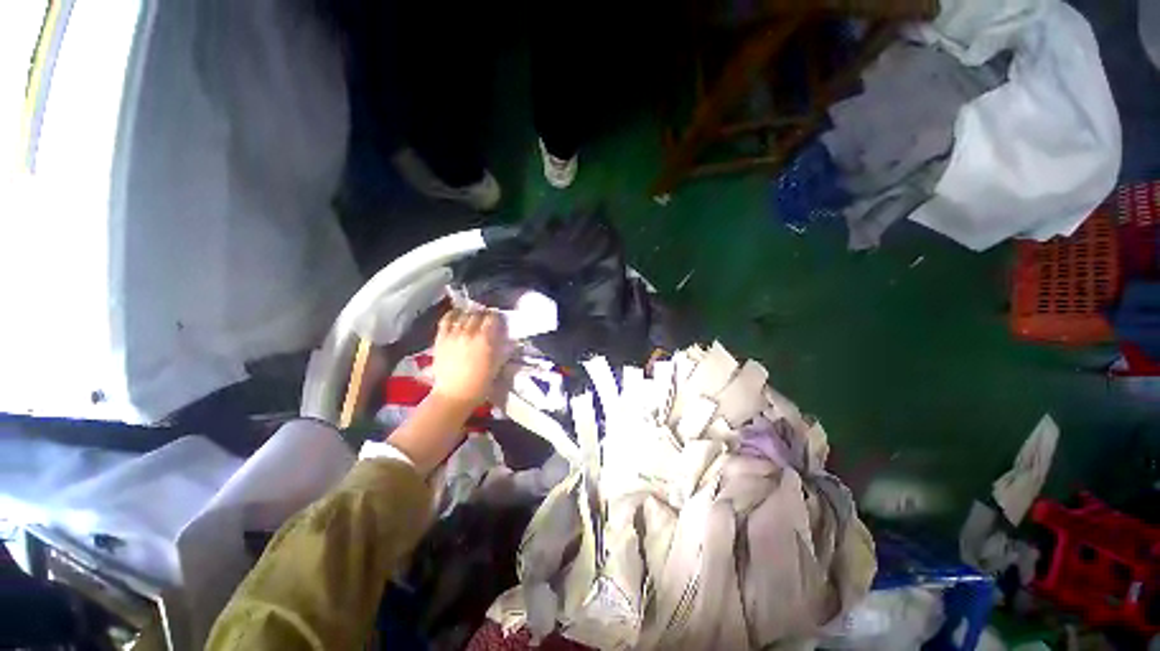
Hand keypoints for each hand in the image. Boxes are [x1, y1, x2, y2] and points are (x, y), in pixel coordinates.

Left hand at [431, 308, 508, 407]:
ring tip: (472, 316)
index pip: (491, 319)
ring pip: (463, 316)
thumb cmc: (480, 384)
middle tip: (486, 317)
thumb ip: (502, 349)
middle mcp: (469, 334)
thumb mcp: (497, 366)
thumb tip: (509, 339)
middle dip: (483, 314)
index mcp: (484, 340)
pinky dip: (452, 314)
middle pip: (477, 315)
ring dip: (470, 314)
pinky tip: (457, 314)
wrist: (454, 395)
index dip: (495, 316)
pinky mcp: (441, 339)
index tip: (497, 318)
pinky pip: (446, 320)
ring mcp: (453, 335)